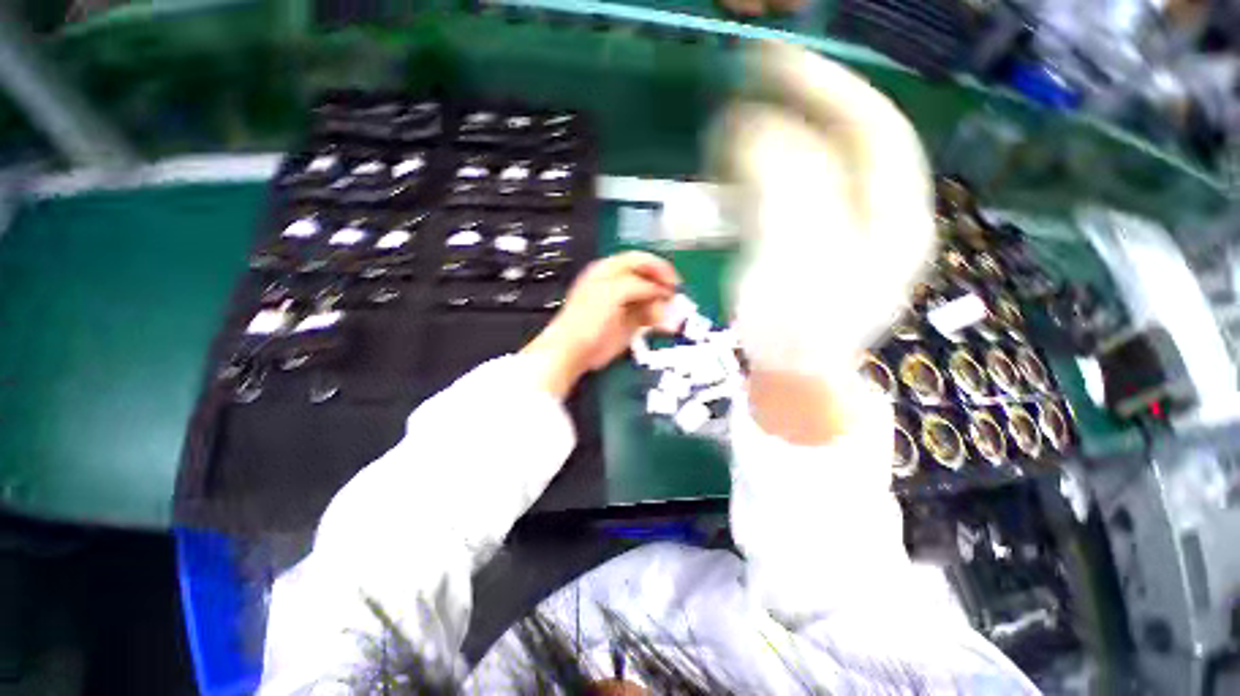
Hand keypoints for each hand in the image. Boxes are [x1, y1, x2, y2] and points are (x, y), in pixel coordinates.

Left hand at [522, 251, 679, 397]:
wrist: (574, 351)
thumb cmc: (588, 318)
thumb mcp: (611, 293)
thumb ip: (637, 285)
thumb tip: (660, 290)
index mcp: (610, 271)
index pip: (641, 261)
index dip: (659, 268)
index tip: (674, 282)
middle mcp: (619, 284)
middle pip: (650, 280)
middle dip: (664, 289)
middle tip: (677, 301)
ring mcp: (625, 305)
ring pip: (653, 300)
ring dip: (665, 307)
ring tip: (671, 318)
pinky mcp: (630, 324)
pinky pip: (651, 317)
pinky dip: (660, 321)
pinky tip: (666, 326)